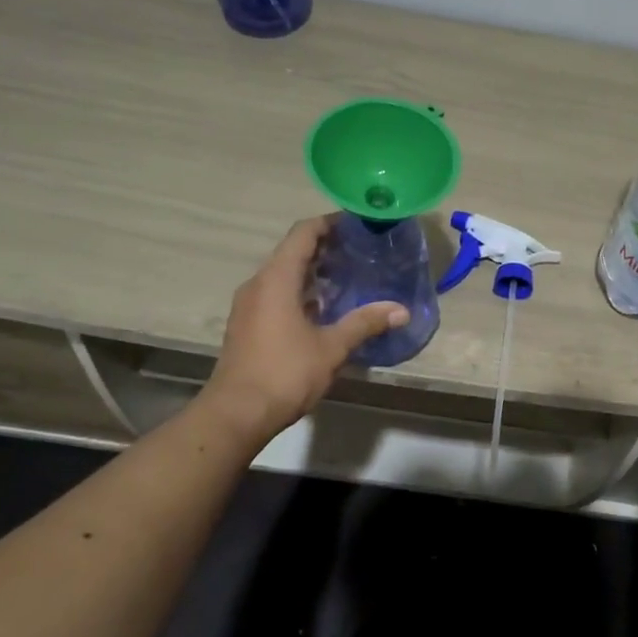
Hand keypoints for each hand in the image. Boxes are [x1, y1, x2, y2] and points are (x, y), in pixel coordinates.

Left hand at [203, 216, 407, 440]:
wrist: (237, 413)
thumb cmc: (285, 372)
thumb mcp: (331, 347)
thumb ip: (365, 323)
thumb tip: (401, 310)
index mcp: (276, 279)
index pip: (303, 234)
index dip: (329, 223)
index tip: (356, 224)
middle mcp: (258, 284)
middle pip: (292, 252)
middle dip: (325, 248)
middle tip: (360, 251)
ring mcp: (248, 305)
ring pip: (283, 275)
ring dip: (312, 272)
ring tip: (347, 277)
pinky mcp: (247, 325)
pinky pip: (275, 295)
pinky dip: (299, 292)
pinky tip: (323, 309)